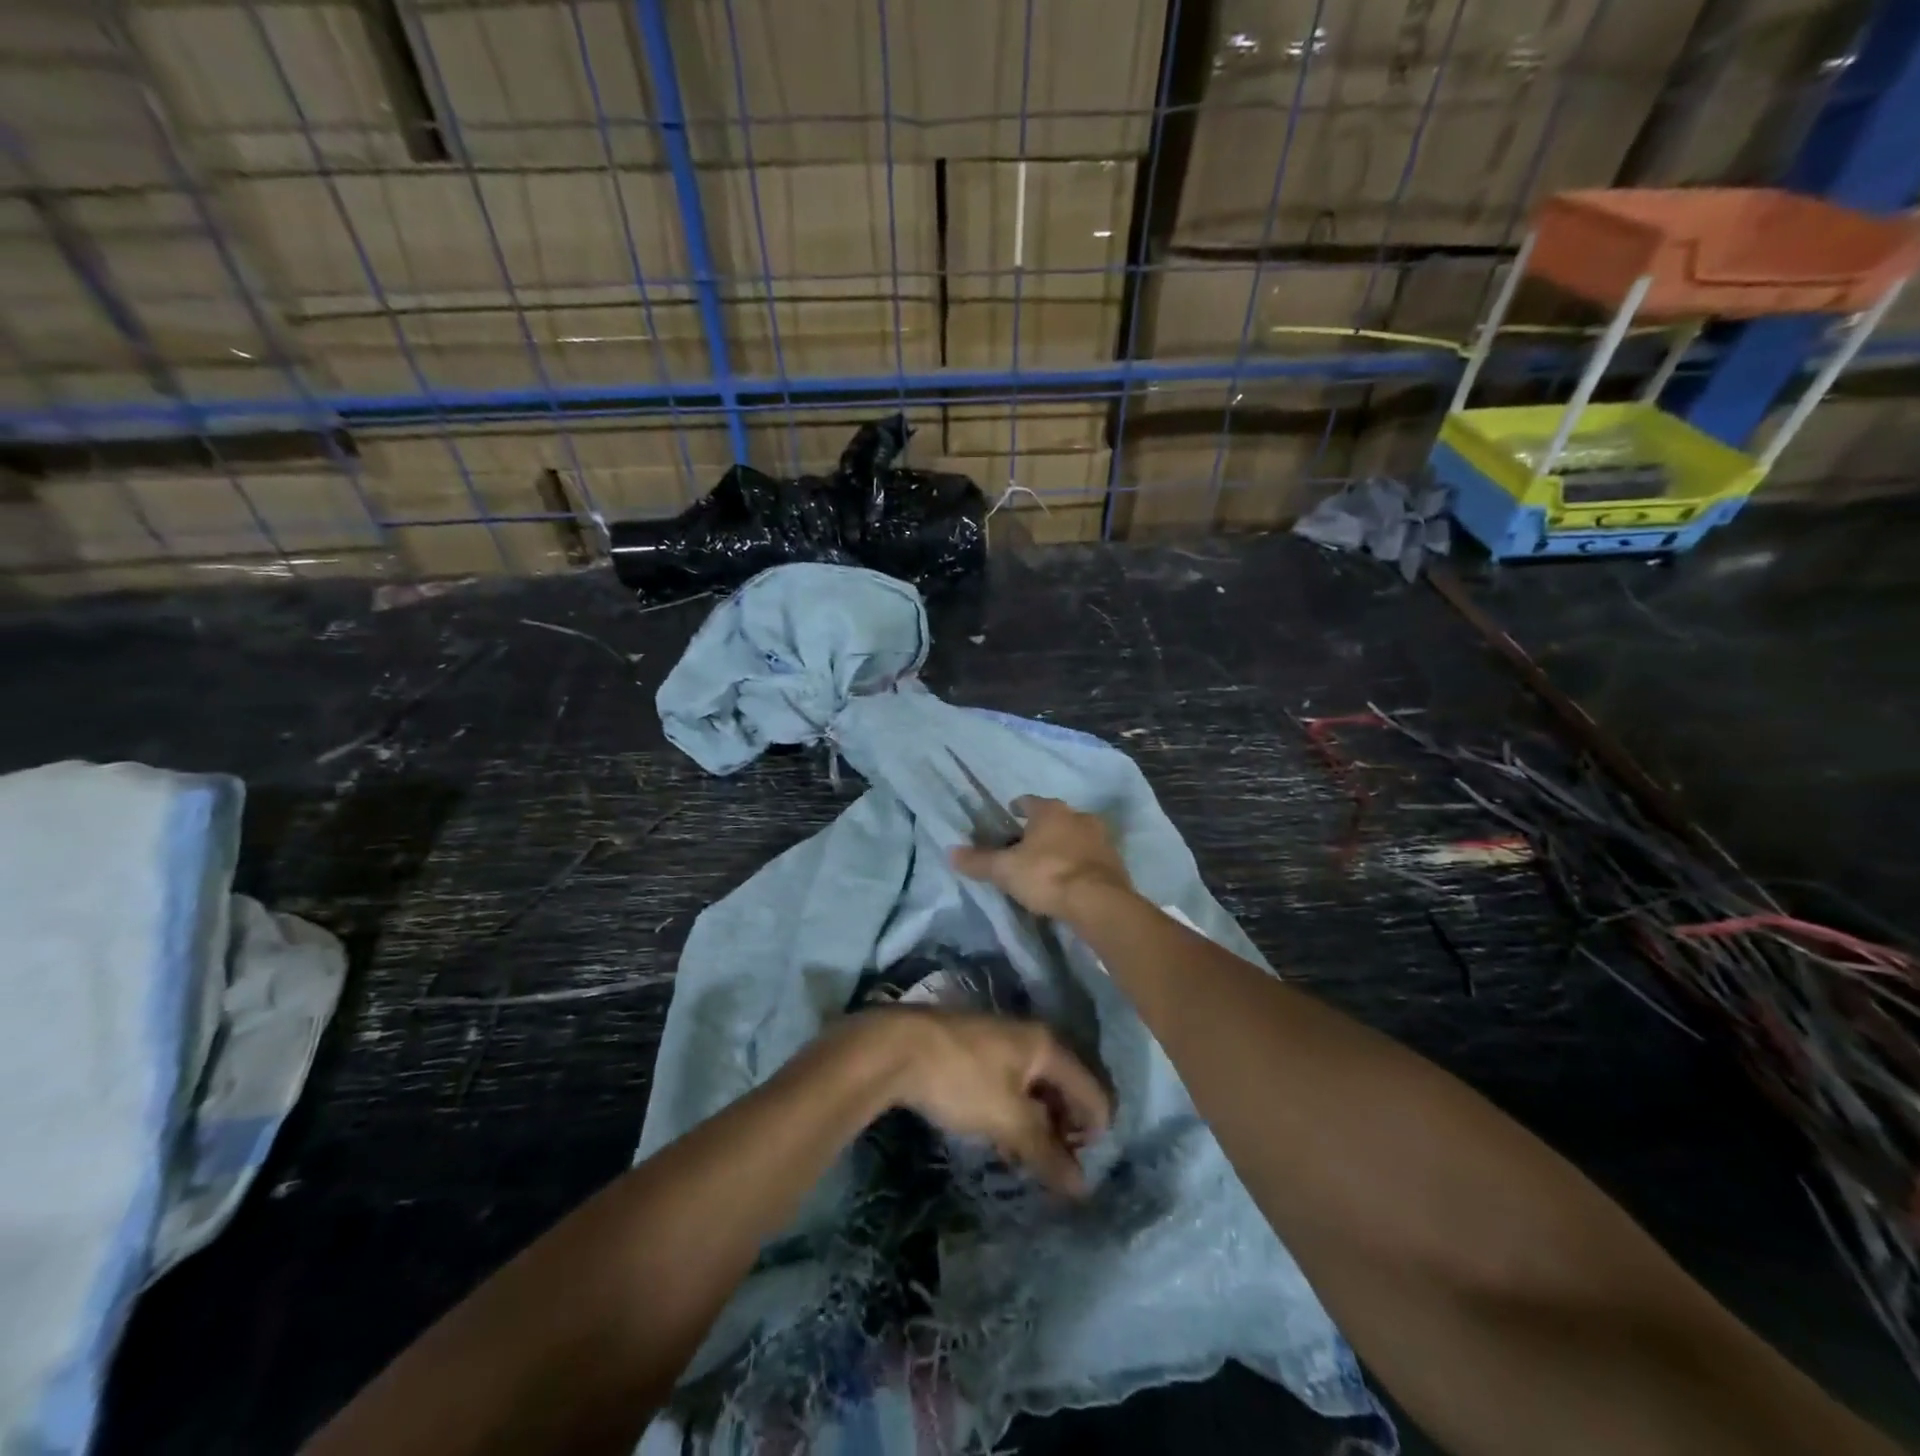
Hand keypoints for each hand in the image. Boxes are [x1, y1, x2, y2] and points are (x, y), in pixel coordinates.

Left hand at [864, 1008, 1111, 1195]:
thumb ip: (1047, 1153)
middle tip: (1052, 1169)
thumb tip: (1083, 1189)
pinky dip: (1015, 1114)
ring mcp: (1003, 1041)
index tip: (1077, 1170)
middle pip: (1067, 1088)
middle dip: (1065, 1131)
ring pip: (1037, 1089)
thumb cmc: (961, 1079)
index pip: (1093, 1092)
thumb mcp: (1008, 1120)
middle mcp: (1031, 1038)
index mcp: (1048, 1046)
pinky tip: (1000, 1141)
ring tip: (1025, 1161)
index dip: (1094, 1134)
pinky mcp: (978, 1051)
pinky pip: (1012, 1086)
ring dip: (1038, 1126)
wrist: (897, 1047)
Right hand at [949, 795, 1134, 921]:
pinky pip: (1091, 856)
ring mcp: (1101, 838)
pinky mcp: (1115, 862)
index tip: (1011, 813)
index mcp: (1051, 811)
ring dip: (1064, 844)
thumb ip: (979, 861)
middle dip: (1043, 827)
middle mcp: (1078, 817)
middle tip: (1027, 842)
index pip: (1030, 801)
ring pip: (1076, 835)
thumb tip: (950, 852)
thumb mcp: (1005, 870)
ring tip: (1049, 861)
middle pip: (1056, 817)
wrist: (1099, 902)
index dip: (1019, 806)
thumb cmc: (1047, 875)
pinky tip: (1071, 877)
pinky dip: (1080, 862)